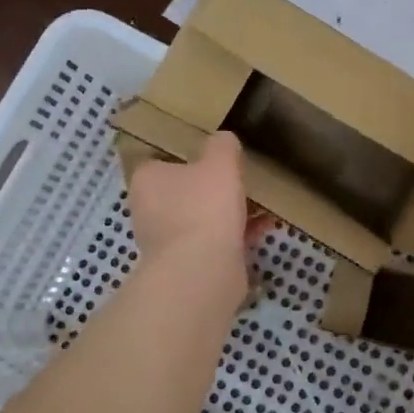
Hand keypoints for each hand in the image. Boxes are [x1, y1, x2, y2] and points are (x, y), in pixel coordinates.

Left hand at [128, 133, 265, 303]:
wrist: (203, 271)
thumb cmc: (204, 207)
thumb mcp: (220, 162)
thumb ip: (222, 145)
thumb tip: (224, 140)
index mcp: (147, 179)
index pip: (162, 159)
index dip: (188, 155)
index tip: (215, 154)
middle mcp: (150, 209)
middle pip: (185, 190)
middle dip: (214, 186)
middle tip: (243, 177)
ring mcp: (168, 240)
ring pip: (203, 217)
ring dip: (231, 211)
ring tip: (263, 202)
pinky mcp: (189, 264)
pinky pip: (216, 240)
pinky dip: (238, 233)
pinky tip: (266, 226)